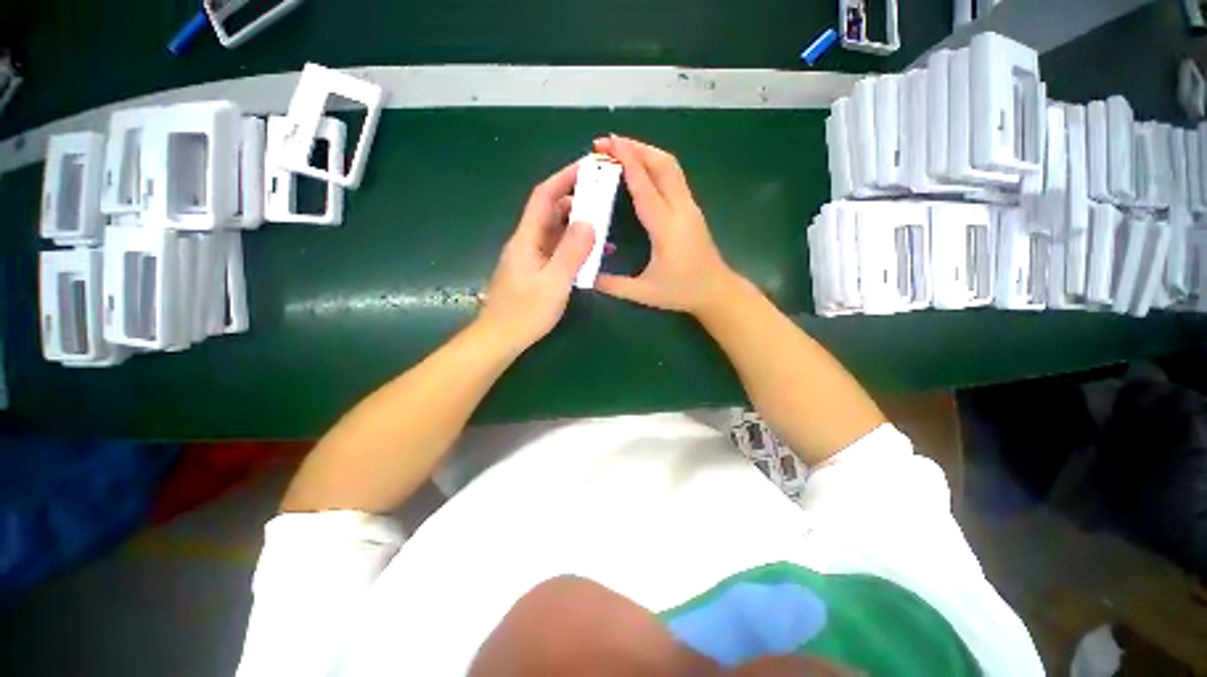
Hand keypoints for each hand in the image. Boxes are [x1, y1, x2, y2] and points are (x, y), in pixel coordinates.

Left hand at [480, 162, 594, 352]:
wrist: (500, 338)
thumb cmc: (525, 312)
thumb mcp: (554, 283)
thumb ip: (571, 252)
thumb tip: (589, 221)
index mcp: (527, 238)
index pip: (544, 197)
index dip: (564, 178)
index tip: (588, 167)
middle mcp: (527, 242)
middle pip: (551, 212)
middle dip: (577, 200)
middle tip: (603, 198)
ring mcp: (531, 257)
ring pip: (556, 232)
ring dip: (579, 226)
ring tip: (605, 226)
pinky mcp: (536, 271)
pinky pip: (558, 251)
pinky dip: (575, 247)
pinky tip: (593, 255)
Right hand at [592, 136, 737, 315]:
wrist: (717, 292)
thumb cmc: (682, 292)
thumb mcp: (644, 293)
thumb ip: (613, 285)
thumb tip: (585, 276)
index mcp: (667, 229)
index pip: (646, 188)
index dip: (628, 163)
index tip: (610, 143)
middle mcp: (681, 211)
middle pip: (663, 165)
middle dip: (636, 148)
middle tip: (608, 143)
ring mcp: (690, 207)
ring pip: (671, 167)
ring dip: (647, 152)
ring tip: (621, 149)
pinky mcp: (691, 210)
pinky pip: (673, 177)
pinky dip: (655, 164)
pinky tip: (639, 168)